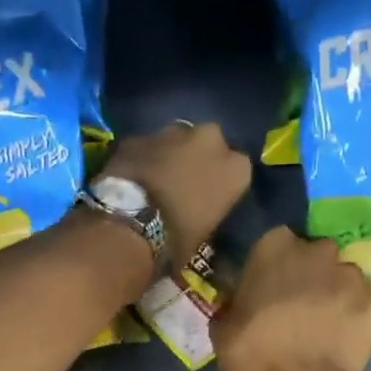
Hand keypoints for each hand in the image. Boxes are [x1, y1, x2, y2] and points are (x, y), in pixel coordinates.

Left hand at [102, 122, 251, 268]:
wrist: (132, 223)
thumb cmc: (179, 237)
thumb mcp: (207, 232)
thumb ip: (210, 211)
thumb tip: (199, 215)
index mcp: (237, 168)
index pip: (237, 170)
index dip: (222, 182)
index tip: (212, 197)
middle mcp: (211, 140)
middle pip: (209, 144)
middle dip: (199, 158)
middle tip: (185, 184)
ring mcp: (173, 132)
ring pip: (177, 140)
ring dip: (171, 154)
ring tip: (157, 180)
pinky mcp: (140, 135)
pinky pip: (147, 146)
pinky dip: (144, 158)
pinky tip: (134, 178)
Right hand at [213, 228, 370, 370]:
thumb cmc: (252, 354)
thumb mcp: (224, 325)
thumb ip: (235, 301)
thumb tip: (239, 301)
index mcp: (276, 247)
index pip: (277, 241)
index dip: (276, 264)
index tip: (271, 285)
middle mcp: (319, 251)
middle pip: (317, 255)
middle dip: (311, 274)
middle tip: (300, 305)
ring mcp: (353, 277)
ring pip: (346, 279)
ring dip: (337, 295)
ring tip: (326, 326)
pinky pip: (367, 307)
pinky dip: (360, 320)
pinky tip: (346, 341)